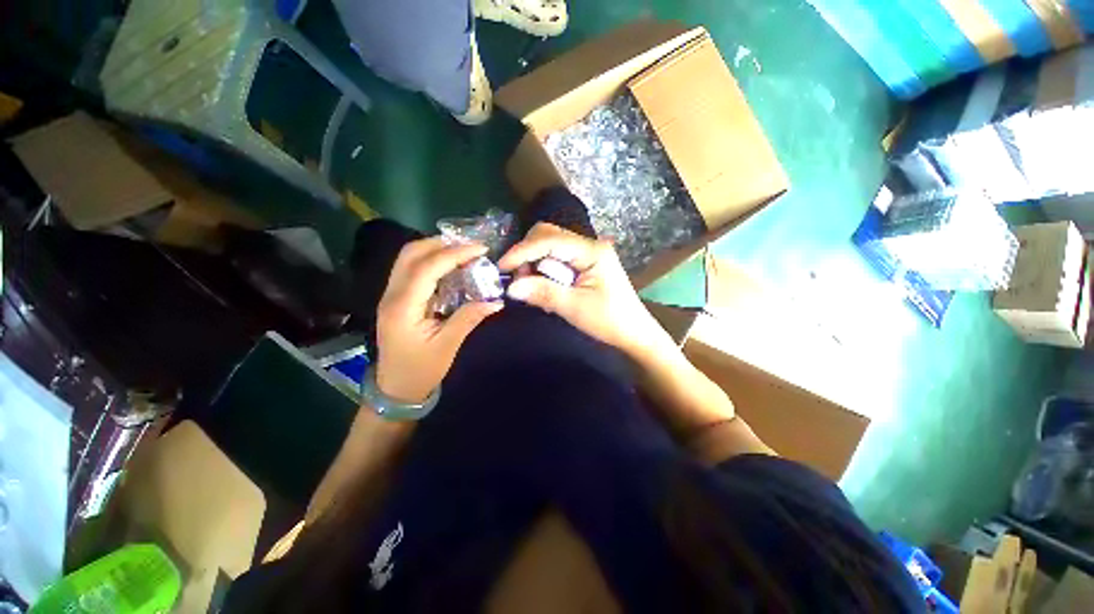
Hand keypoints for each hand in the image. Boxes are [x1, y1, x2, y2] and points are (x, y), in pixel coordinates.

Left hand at [375, 237, 503, 402]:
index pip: (427, 268)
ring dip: (435, 250)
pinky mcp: (396, 299)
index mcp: (403, 307)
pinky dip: (431, 262)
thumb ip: (469, 318)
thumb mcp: (448, 346)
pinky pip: (411, 270)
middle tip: (470, 247)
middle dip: (441, 244)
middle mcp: (391, 295)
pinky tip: (450, 267)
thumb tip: (496, 300)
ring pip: (408, 259)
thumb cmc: (421, 370)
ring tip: (463, 252)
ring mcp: (390, 295)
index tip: (481, 248)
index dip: (454, 254)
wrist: (394, 389)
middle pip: (411, 254)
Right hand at [498, 223, 672, 356]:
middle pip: (548, 235)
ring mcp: (588, 254)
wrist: (634, 334)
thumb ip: (543, 293)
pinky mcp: (585, 265)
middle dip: (528, 253)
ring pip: (550, 246)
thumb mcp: (575, 308)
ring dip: (534, 261)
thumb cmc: (610, 321)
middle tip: (517, 278)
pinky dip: (544, 269)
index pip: (549, 240)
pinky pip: (557, 258)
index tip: (501, 267)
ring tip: (529, 284)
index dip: (522, 251)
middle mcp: (589, 245)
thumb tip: (511, 286)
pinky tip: (542, 285)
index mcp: (592, 250)